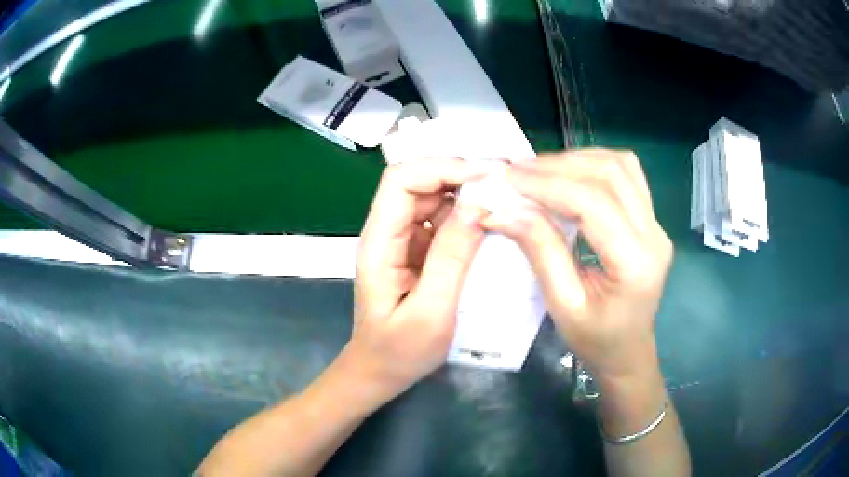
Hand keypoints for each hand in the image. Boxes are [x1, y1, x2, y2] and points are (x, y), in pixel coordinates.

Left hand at [350, 157, 491, 399]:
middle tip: (505, 182)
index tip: (486, 176)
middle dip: (460, 175)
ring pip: (433, 198)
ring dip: (467, 193)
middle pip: (418, 183)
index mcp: (380, 243)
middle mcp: (388, 233)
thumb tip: (477, 207)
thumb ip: (451, 259)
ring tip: (505, 197)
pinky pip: (442, 221)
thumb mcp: (430, 313)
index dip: (441, 168)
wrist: (380, 372)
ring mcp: (403, 241)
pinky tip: (491, 220)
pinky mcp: (418, 252)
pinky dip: (467, 215)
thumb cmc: (399, 352)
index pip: (401, 181)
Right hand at [481, 149, 672, 382]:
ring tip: (540, 171)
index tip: (509, 178)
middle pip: (610, 174)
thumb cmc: (596, 340)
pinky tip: (569, 175)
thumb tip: (505, 210)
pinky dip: (594, 164)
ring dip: (577, 160)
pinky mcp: (651, 219)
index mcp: (635, 263)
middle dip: (559, 166)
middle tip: (518, 172)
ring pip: (621, 166)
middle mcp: (654, 234)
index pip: (593, 203)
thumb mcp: (563, 306)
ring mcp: (657, 223)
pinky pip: (626, 174)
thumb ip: (540, 252)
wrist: (629, 351)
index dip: (548, 184)